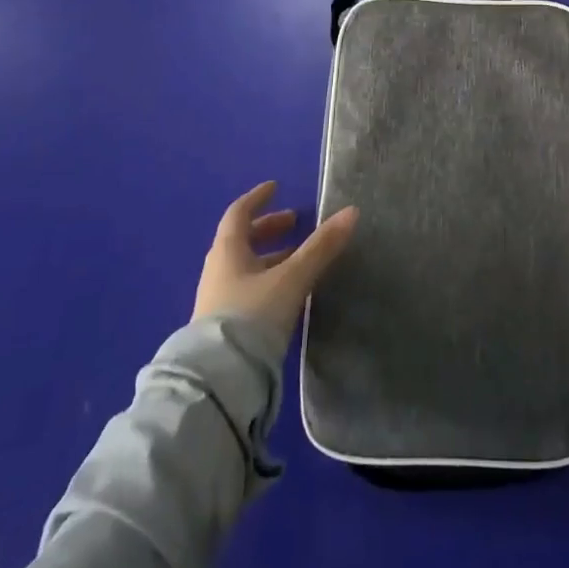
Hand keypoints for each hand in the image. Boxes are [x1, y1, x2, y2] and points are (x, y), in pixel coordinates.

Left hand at [193, 181, 358, 344]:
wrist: (220, 380)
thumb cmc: (253, 316)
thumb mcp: (292, 278)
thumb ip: (321, 247)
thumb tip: (351, 211)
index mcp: (228, 251)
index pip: (239, 213)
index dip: (258, 198)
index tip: (276, 187)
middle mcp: (218, 271)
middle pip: (242, 240)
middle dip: (269, 229)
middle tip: (295, 222)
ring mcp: (218, 300)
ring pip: (245, 267)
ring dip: (270, 257)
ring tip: (298, 258)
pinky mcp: (224, 327)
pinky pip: (247, 290)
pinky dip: (267, 280)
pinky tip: (286, 292)